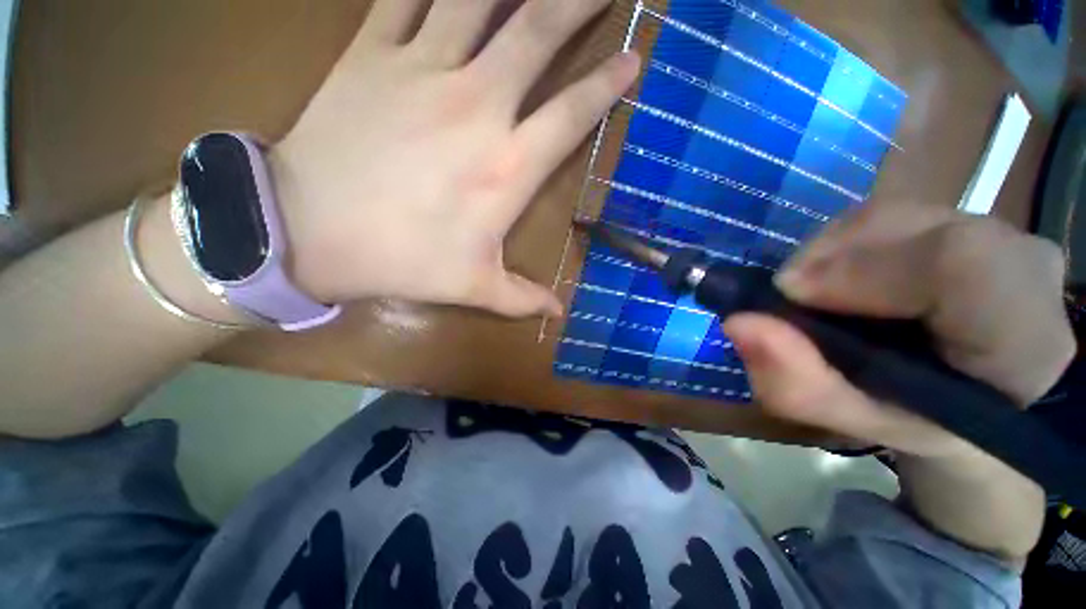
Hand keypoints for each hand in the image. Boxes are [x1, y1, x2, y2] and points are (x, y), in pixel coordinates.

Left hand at [271, 0, 639, 316]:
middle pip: (538, 33)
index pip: (572, 115)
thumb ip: (522, 299)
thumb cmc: (402, 261)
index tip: (633, 58)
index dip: (607, 85)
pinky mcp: (371, 52)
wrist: (309, 232)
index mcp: (505, 167)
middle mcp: (477, 106)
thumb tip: (558, 314)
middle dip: (576, 1)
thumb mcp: (472, 287)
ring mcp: (422, 69)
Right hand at [723, 203, 1075, 559]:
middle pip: (912, 228)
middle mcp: (1026, 269)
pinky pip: (893, 214)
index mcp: (1022, 342)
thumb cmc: (915, 421)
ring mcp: (1004, 234)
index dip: (859, 269)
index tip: (789, 294)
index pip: (957, 265)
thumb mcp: (850, 421)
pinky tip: (837, 274)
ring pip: (894, 213)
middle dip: (828, 257)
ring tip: (812, 289)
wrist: (972, 399)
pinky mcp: (973, 219)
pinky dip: (845, 241)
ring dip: (830, 249)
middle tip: (790, 297)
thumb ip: (795, 382)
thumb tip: (738, 323)